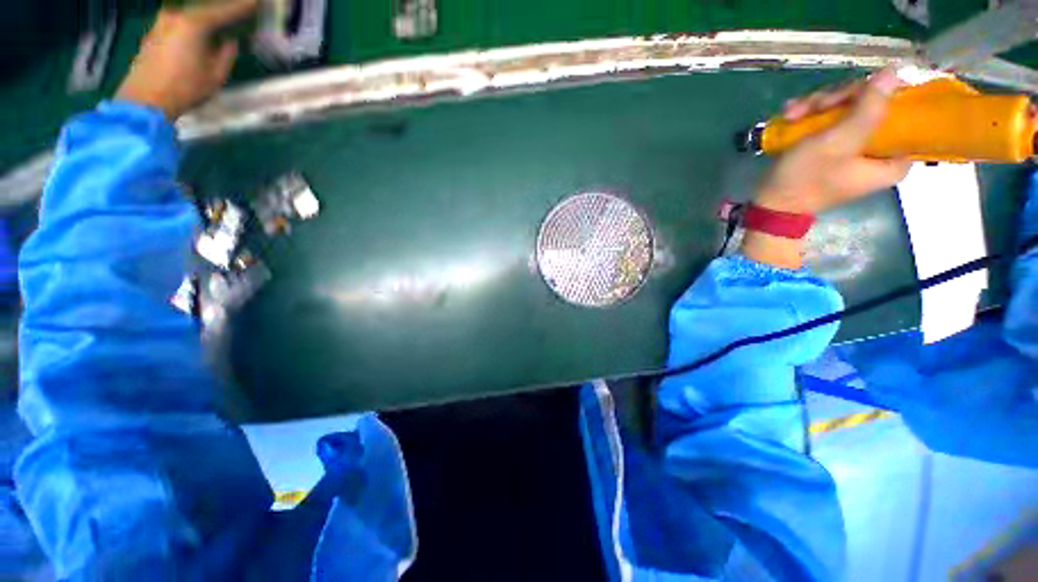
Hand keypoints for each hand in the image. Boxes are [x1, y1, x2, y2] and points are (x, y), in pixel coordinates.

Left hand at [116, 0, 258, 120]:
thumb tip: (228, 41)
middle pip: (203, 5)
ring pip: (189, 10)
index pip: (226, 10)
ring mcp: (162, 21)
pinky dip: (191, 18)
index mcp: (195, 22)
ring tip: (219, 18)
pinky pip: (178, 17)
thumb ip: (225, 54)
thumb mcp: (215, 75)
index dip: (244, 6)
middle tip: (238, 7)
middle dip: (222, 7)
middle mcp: (177, 15)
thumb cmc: (184, 88)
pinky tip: (199, 25)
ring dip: (204, 13)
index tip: (258, 1)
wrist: (143, 99)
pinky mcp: (154, 31)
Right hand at [753, 68, 911, 214]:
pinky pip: (830, 120)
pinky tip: (791, 117)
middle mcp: (880, 153)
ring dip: (818, 106)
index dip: (881, 95)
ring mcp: (854, 149)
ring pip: (848, 109)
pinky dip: (810, 116)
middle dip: (839, 100)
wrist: (769, 205)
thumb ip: (869, 109)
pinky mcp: (834, 148)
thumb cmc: (805, 178)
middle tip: (813, 106)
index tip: (853, 94)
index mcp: (894, 160)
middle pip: (873, 105)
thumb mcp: (838, 142)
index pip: (905, 112)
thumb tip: (894, 72)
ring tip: (793, 114)